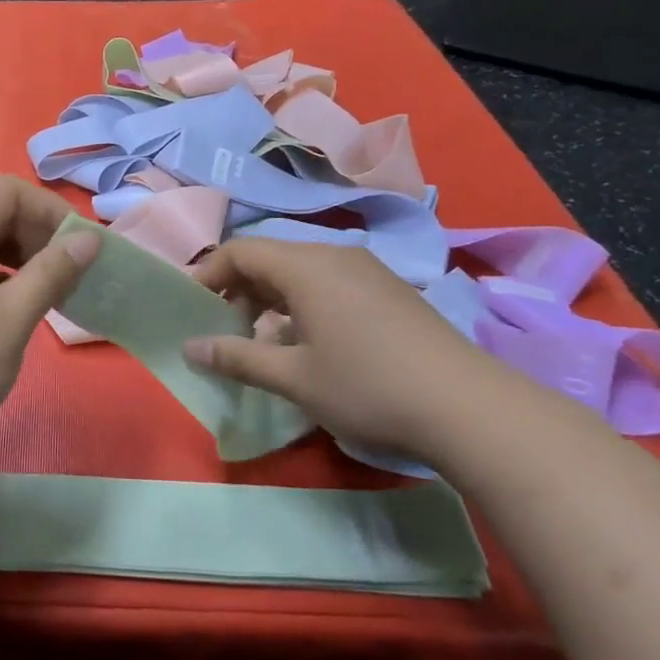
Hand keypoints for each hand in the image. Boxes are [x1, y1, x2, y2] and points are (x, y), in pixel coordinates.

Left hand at [0, 176, 99, 450]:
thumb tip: (89, 240)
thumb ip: (53, 272)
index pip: (10, 191)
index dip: (52, 211)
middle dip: (36, 234)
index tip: (81, 248)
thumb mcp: (13, 318)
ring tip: (45, 292)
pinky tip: (8, 306)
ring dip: (16, 254)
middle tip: (68, 274)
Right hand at [184, 238, 516, 464]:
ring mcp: (368, 271)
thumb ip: (236, 358)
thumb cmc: (368, 387)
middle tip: (224, 330)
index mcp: (306, 266)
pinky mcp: (390, 291)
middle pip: (270, 257)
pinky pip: (329, 282)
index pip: (240, 251)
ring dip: (270, 298)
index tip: (191, 309)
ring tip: (262, 339)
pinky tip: (310, 343)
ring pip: (300, 271)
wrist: (470, 409)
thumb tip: (190, 347)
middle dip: (238, 289)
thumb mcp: (293, 378)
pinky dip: (302, 303)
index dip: (208, 275)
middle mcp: (335, 255)